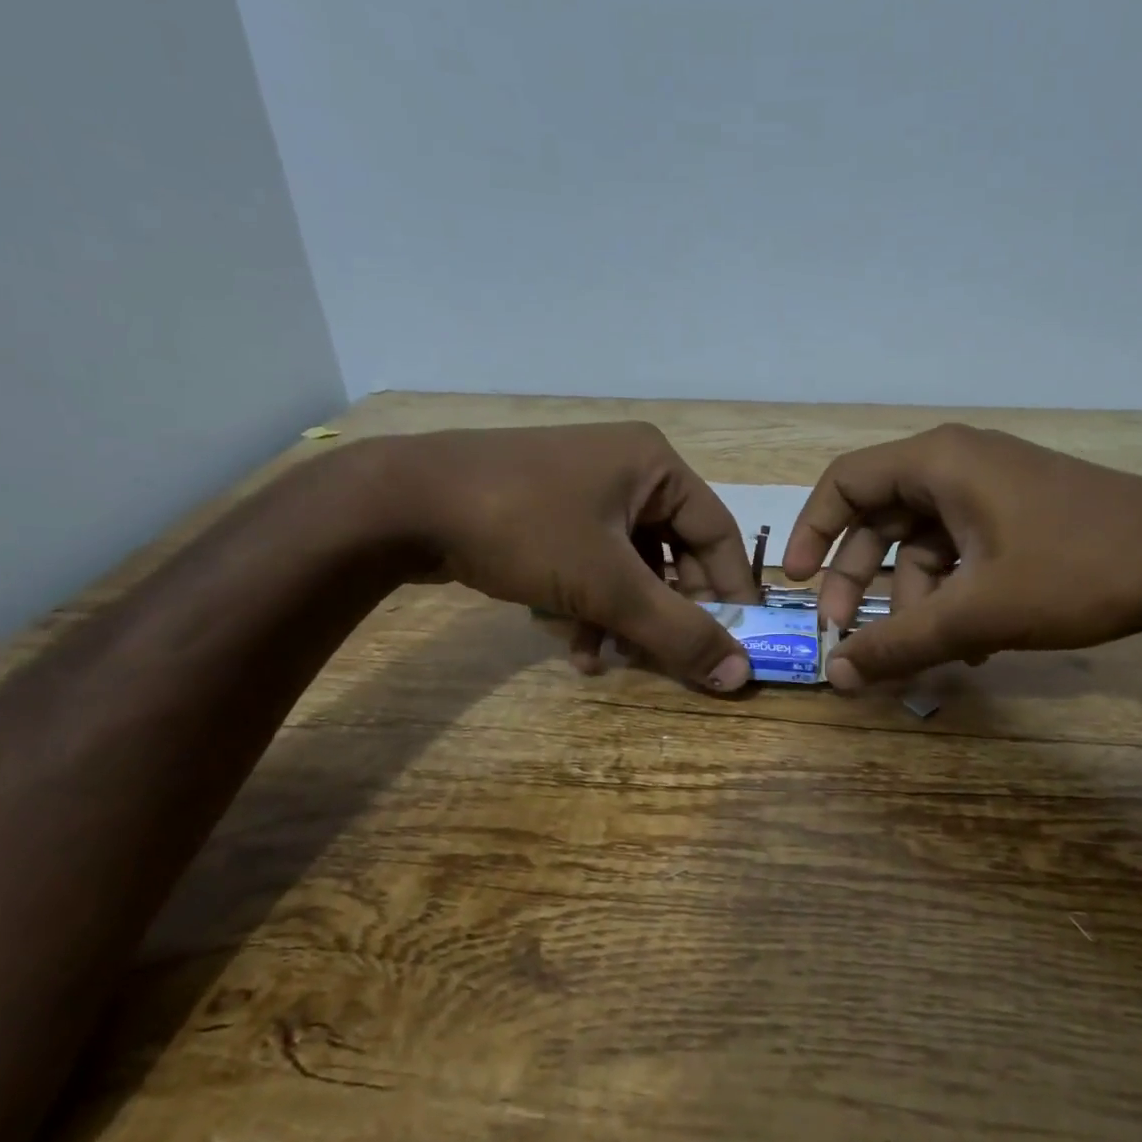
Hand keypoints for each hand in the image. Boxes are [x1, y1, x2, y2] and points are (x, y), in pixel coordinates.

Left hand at [365, 423, 760, 689]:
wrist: (399, 504)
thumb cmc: (524, 528)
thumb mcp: (609, 586)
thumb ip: (678, 632)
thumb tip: (742, 676)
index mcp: (655, 466)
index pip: (718, 535)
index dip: (730, 593)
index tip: (737, 645)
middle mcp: (626, 469)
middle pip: (672, 553)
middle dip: (664, 613)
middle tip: (667, 660)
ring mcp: (581, 488)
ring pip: (628, 565)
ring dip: (623, 618)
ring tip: (607, 661)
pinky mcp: (546, 511)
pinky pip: (589, 562)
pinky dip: (588, 604)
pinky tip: (572, 644)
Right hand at [782, 424, 1141, 689]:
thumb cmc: (1077, 570)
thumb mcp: (977, 612)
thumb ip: (899, 643)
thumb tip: (836, 676)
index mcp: (939, 462)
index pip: (845, 482)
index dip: (811, 531)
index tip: (797, 583)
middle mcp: (960, 464)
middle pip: (880, 517)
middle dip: (859, 578)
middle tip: (846, 630)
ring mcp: (994, 489)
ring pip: (924, 543)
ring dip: (913, 599)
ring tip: (923, 653)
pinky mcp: (1021, 515)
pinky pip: (963, 552)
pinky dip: (952, 594)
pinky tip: (969, 644)